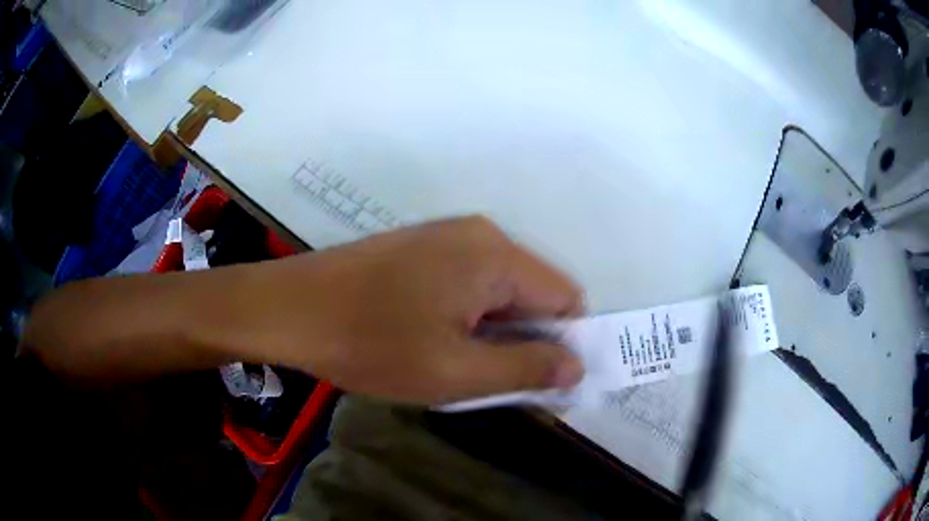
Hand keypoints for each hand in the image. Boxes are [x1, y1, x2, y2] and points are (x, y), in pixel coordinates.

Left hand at [226, 216, 585, 404]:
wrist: (288, 309)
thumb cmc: (370, 343)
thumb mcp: (455, 371)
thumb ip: (525, 369)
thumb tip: (576, 367)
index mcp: (496, 255)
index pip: (566, 299)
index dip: (563, 345)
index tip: (540, 384)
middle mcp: (480, 235)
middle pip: (533, 294)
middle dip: (524, 341)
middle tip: (490, 383)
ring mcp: (447, 237)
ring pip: (499, 292)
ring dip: (493, 333)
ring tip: (456, 366)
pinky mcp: (423, 247)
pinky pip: (469, 284)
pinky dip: (468, 318)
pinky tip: (433, 341)